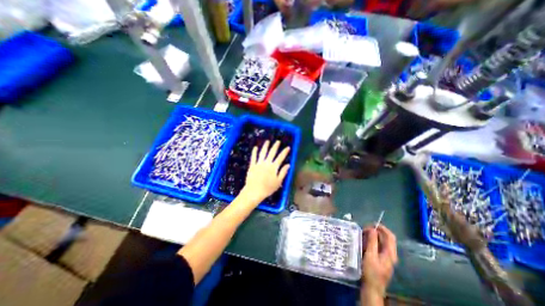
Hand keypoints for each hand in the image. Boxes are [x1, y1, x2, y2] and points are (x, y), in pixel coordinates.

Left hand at [239, 141, 289, 205]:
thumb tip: (288, 165)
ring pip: (263, 152)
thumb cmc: (268, 188)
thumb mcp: (278, 182)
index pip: (281, 157)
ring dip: (265, 146)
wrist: (254, 191)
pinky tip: (255, 147)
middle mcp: (267, 163)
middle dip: (275, 146)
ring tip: (267, 141)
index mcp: (274, 167)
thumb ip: (283, 172)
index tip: (288, 147)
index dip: (285, 152)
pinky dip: (254, 152)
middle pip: (272, 152)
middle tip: (277, 141)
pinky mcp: (252, 165)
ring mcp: (259, 163)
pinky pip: (253, 157)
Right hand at [361, 225, 396, 295]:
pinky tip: (364, 242)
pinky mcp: (381, 259)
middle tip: (364, 229)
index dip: (382, 228)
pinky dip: (371, 241)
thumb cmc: (371, 271)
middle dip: (375, 231)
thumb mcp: (370, 255)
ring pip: (381, 242)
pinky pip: (378, 246)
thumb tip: (373, 229)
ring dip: (372, 236)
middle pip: (386, 238)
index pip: (390, 236)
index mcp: (390, 253)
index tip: (371, 224)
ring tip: (362, 234)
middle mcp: (390, 254)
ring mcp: (386, 257)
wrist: (371, 288)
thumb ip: (372, 241)